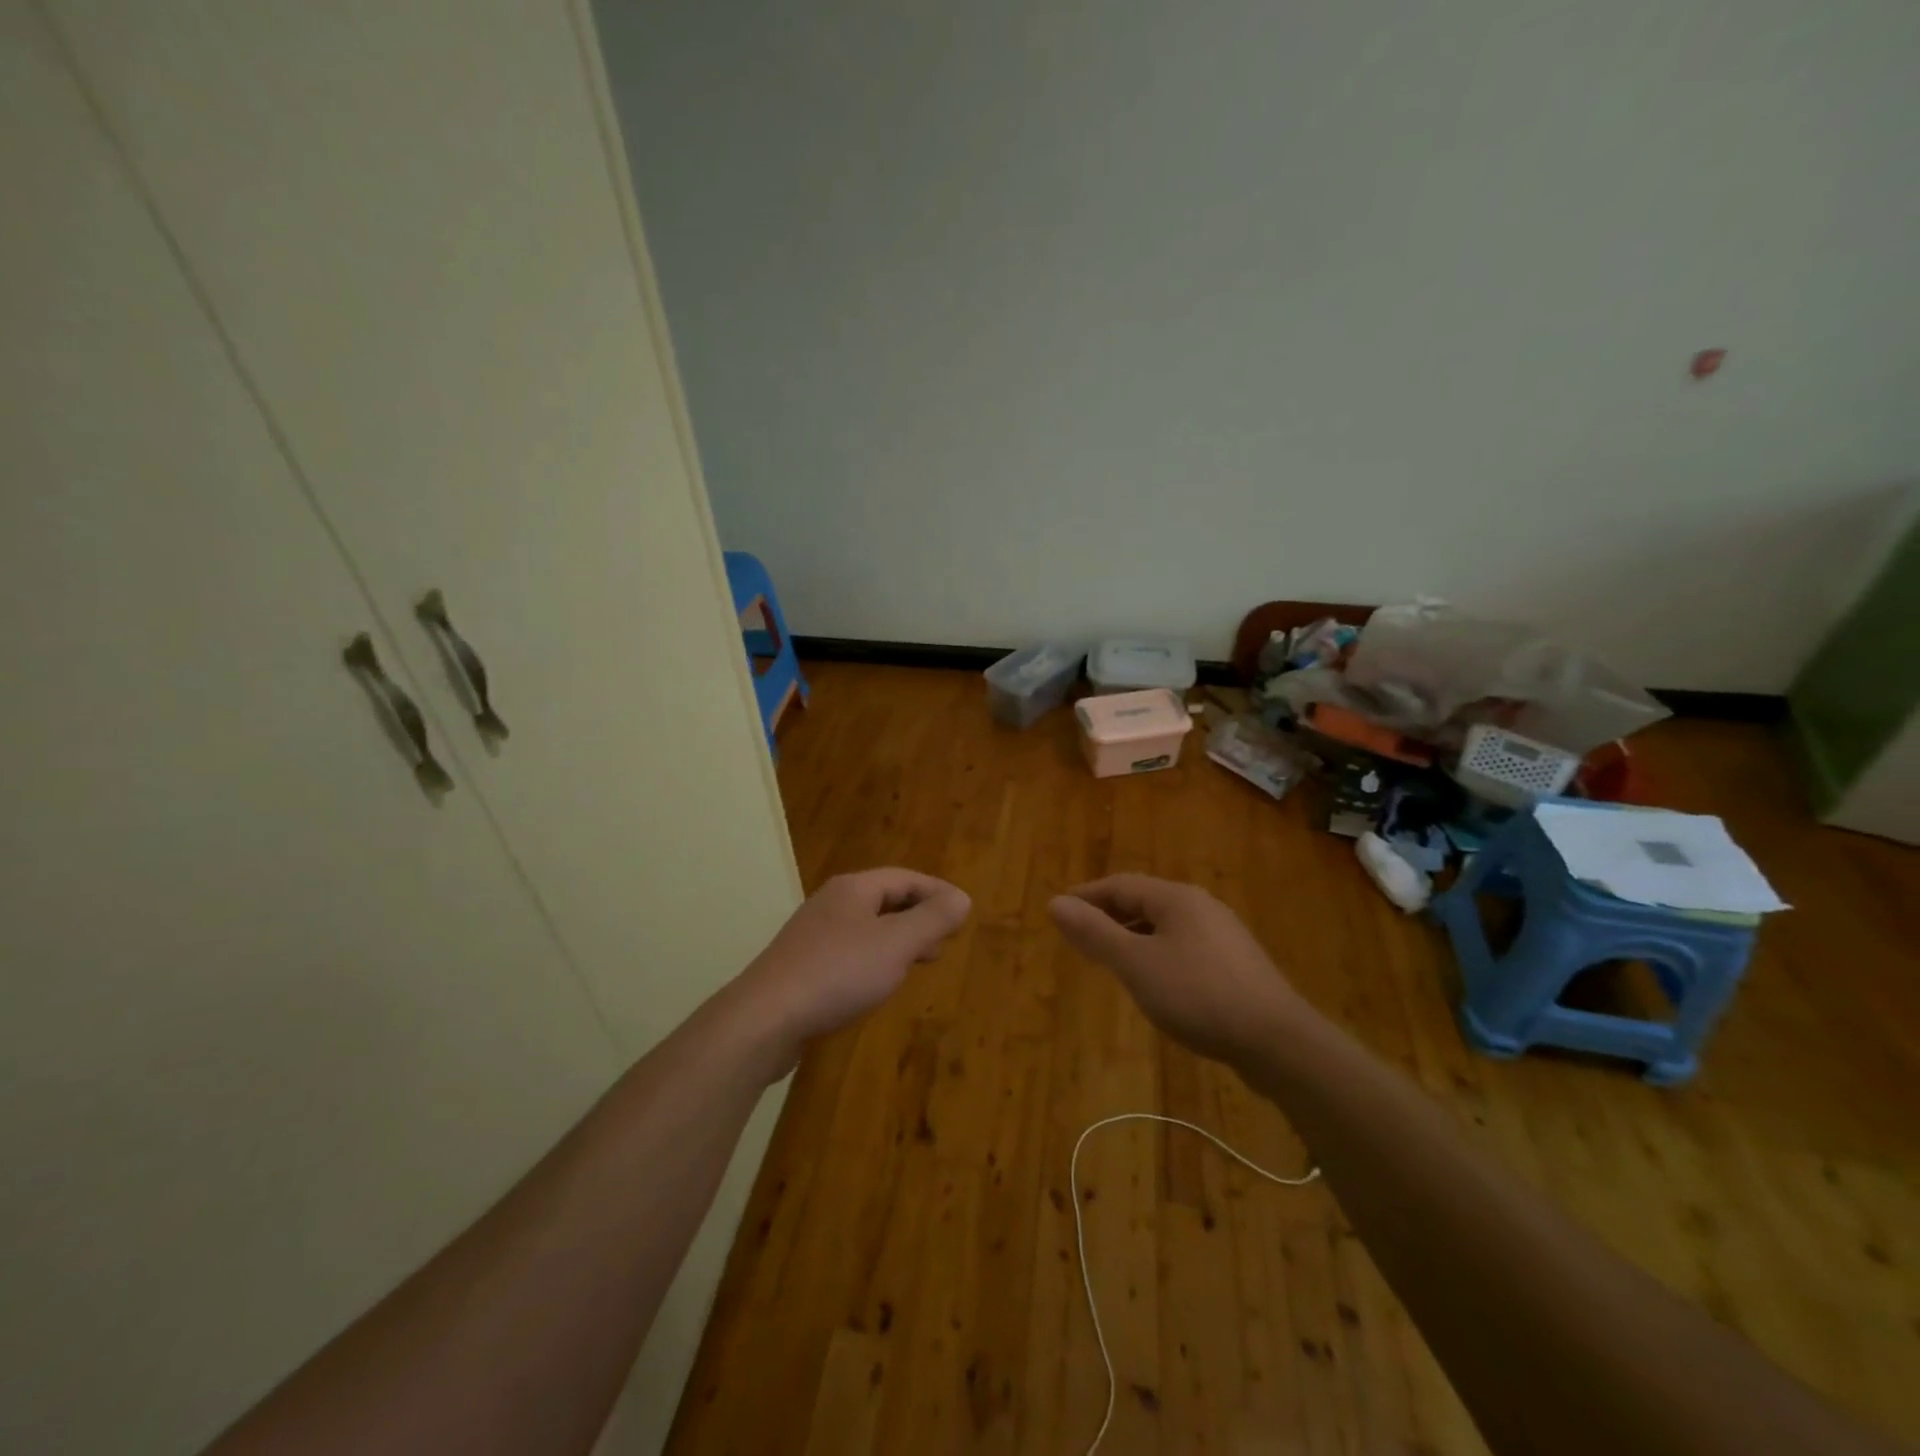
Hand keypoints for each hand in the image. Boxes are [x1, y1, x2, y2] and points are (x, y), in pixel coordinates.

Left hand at [733, 869, 971, 1061]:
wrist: (765, 1018)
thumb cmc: (838, 973)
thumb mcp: (896, 944)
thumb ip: (932, 919)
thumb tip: (962, 898)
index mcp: (853, 889)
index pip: (905, 878)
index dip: (936, 892)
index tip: (961, 912)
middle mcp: (831, 904)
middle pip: (885, 900)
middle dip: (917, 917)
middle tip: (943, 940)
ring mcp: (812, 935)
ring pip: (867, 928)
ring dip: (897, 940)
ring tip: (918, 963)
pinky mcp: (802, 967)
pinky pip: (849, 953)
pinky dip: (873, 960)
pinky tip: (877, 984)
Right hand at [1049, 874, 1313, 1067]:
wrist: (1277, 1041)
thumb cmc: (1198, 995)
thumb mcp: (1136, 964)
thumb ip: (1095, 933)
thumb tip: (1055, 902)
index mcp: (1176, 898)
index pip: (1120, 885)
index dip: (1086, 896)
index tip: (1059, 911)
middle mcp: (1201, 906)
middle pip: (1144, 901)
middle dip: (1109, 915)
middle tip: (1079, 935)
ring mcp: (1223, 935)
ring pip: (1165, 925)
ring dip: (1132, 935)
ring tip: (1110, 958)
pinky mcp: (1236, 964)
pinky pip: (1184, 946)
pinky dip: (1156, 953)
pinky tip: (1154, 980)